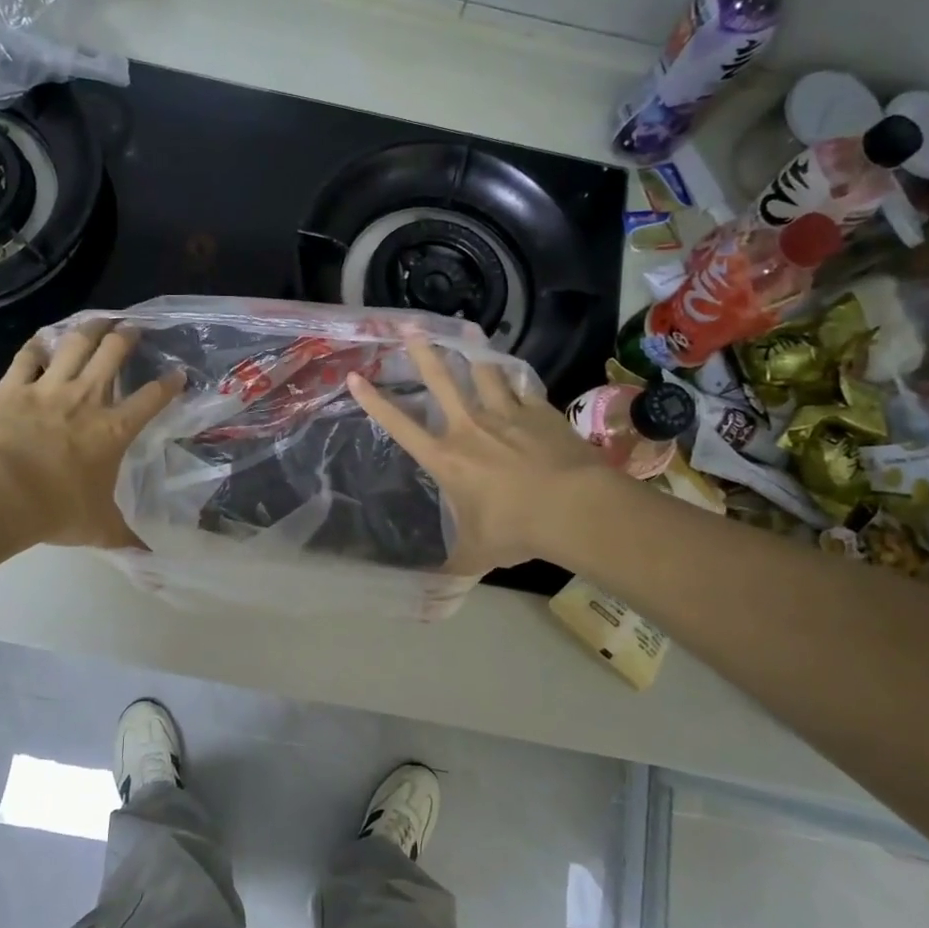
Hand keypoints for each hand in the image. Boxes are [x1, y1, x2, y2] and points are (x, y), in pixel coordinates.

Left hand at [0, 322, 182, 547]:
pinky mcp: (13, 388)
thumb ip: (127, 539)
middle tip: (132, 328)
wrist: (1, 496)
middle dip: (127, 337)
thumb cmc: (57, 510)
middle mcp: (87, 399)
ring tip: (99, 320)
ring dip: (89, 329)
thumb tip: (152, 563)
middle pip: (113, 354)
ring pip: (74, 344)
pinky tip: (43, 341)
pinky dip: (37, 346)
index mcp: (114, 429)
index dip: (169, 383)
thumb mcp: (100, 528)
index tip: (178, 373)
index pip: (152, 397)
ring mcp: (48, 389)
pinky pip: (27, 357)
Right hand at [348, 342, 611, 570]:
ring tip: (465, 327)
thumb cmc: (515, 530)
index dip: (374, 401)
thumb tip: (432, 601)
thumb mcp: (477, 554)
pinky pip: (522, 387)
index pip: (400, 425)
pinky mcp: (539, 412)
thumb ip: (453, 568)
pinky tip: (512, 371)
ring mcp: (506, 414)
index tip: (356, 376)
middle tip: (410, 325)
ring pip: (483, 372)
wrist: (572, 507)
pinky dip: (514, 377)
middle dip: (423, 350)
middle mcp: (469, 427)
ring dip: (471, 349)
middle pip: (441, 380)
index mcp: (446, 459)